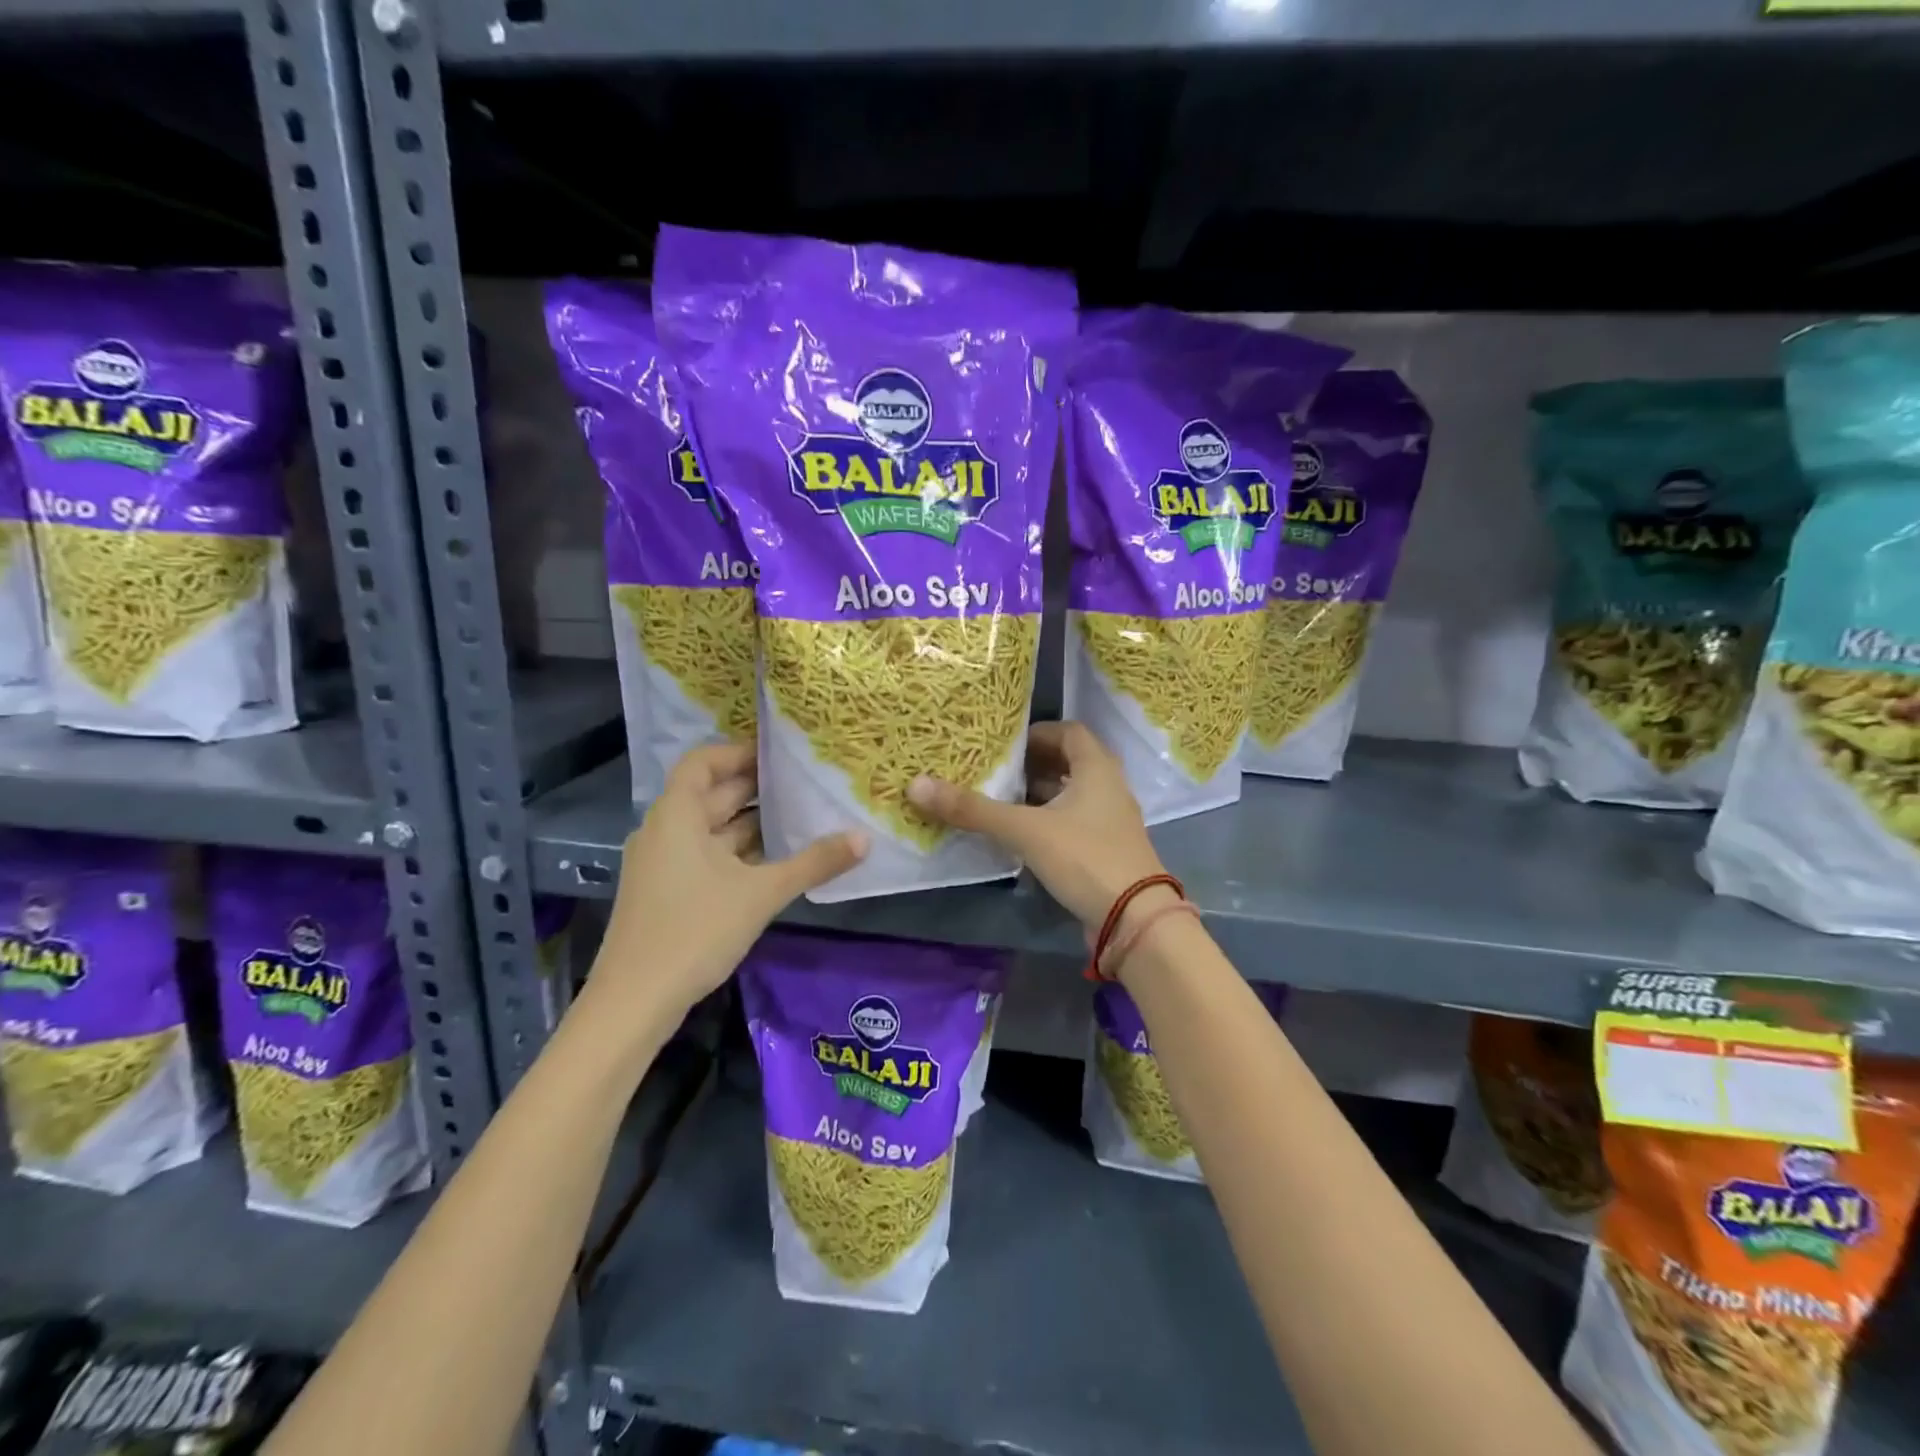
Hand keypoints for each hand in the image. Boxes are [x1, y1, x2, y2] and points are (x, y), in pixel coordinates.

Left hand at [595, 743, 866, 1016]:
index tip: (780, 753)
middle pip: (710, 794)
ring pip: (710, 828)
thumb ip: (814, 863)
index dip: (740, 752)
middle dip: (756, 787)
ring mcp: (662, 863)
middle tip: (804, 782)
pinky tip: (773, 861)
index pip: (703, 762)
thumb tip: (864, 838)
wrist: (634, 1002)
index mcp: (676, 816)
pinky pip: (705, 855)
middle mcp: (664, 831)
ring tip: (799, 817)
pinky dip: (737, 851)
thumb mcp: (762, 894)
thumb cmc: (695, 931)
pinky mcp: (666, 892)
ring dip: (750, 822)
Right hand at [907, 721, 1164, 929]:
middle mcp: (1109, 787)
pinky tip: (1022, 834)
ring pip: (1072, 795)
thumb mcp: (1025, 830)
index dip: (1037, 733)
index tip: (1005, 744)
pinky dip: (1049, 820)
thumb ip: (973, 810)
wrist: (1134, 919)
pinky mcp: (1107, 849)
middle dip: (1034, 764)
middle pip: (1070, 762)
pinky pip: (1075, 822)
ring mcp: (1111, 821)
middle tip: (997, 770)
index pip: (1069, 732)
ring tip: (1001, 799)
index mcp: (1097, 768)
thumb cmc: (1084, 857)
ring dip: (1041, 794)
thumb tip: (916, 785)